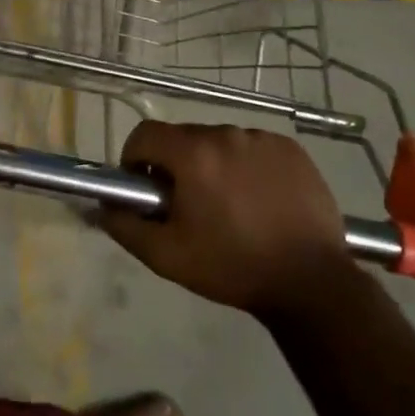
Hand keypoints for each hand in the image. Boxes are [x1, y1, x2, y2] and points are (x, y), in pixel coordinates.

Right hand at [100, 122, 352, 312]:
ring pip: (219, 142)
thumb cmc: (232, 267)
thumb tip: (103, 205)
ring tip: (228, 207)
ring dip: (211, 164)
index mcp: (192, 154)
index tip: (146, 189)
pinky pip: (253, 147)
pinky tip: (259, 201)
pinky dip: (246, 166)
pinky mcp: (290, 149)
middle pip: (182, 137)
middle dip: (175, 165)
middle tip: (187, 206)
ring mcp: (262, 138)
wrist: (311, 281)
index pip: (145, 134)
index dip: (135, 159)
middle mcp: (226, 133)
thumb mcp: (167, 256)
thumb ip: (126, 226)